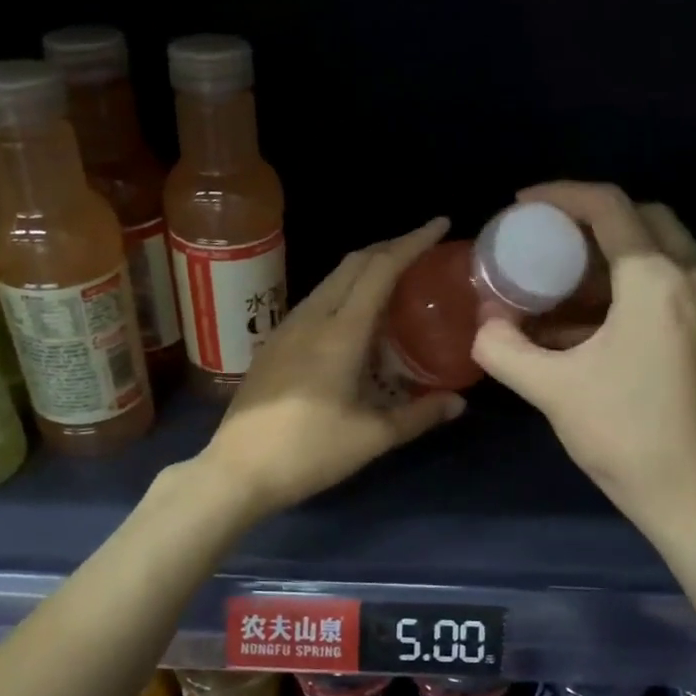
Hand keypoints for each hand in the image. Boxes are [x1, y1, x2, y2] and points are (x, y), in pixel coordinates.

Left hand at [198, 218, 466, 517]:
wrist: (237, 470)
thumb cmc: (309, 453)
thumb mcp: (372, 437)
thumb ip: (418, 415)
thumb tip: (458, 402)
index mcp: (339, 332)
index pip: (380, 269)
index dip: (411, 242)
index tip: (440, 225)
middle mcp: (311, 318)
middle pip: (353, 264)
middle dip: (390, 247)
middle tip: (423, 249)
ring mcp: (286, 329)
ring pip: (331, 280)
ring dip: (365, 269)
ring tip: (395, 280)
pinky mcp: (273, 344)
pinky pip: (316, 301)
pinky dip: (345, 292)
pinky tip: (356, 319)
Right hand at [472, 182, 695, 555]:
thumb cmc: (628, 439)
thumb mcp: (552, 391)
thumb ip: (504, 349)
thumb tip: (485, 325)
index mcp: (657, 281)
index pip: (608, 207)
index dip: (560, 195)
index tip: (522, 204)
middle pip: (644, 218)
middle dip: (592, 221)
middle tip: (549, 242)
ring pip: (666, 250)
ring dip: (616, 255)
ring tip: (568, 285)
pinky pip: (680, 284)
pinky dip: (639, 284)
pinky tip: (603, 323)